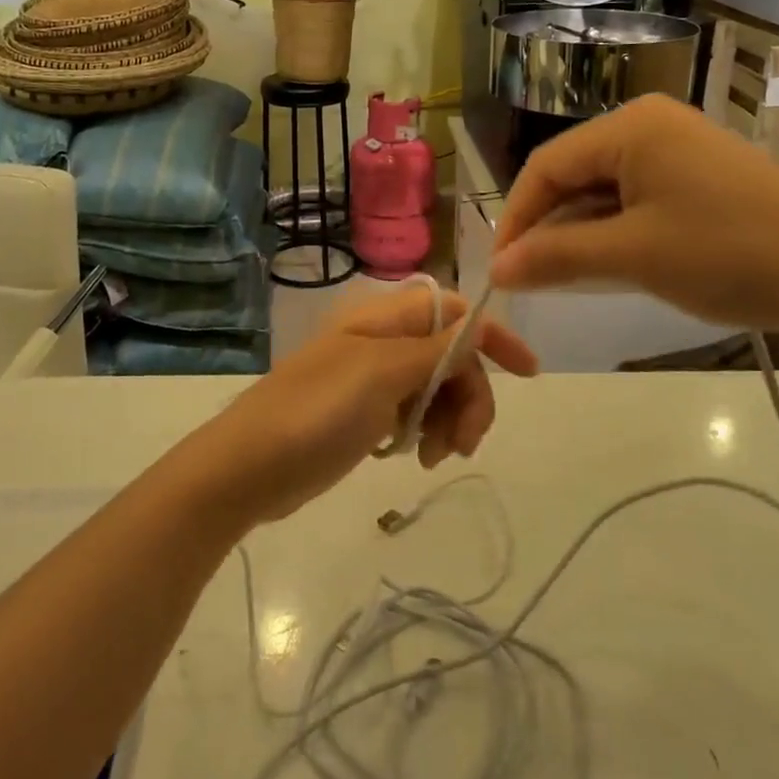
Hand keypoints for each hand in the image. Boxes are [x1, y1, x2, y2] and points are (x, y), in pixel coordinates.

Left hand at [195, 287, 537, 522]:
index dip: (493, 336)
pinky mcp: (364, 413)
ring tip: (432, 457)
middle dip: (469, 396)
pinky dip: (424, 433)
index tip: (529, 374)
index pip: (454, 312)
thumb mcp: (381, 375)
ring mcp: (372, 379)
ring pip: (436, 388)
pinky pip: (413, 413)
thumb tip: (477, 328)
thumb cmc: (315, 412)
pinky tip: (411, 457)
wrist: (249, 466)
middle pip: (451, 355)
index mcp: (384, 320)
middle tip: (464, 443)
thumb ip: (434, 350)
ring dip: (449, 420)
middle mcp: (382, 342)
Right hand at [491, 96, 778, 343]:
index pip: (546, 165)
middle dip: (548, 225)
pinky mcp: (700, 173)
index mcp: (630, 126)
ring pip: (603, 187)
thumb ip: (555, 257)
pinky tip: (611, 262)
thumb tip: (495, 269)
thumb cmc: (729, 256)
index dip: (516, 218)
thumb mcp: (632, 257)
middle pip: (573, 173)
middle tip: (530, 277)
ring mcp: (680, 146)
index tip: (500, 269)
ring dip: (580, 231)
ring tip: (565, 276)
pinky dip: (614, 229)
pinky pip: (636, 196)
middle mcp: (651, 123)